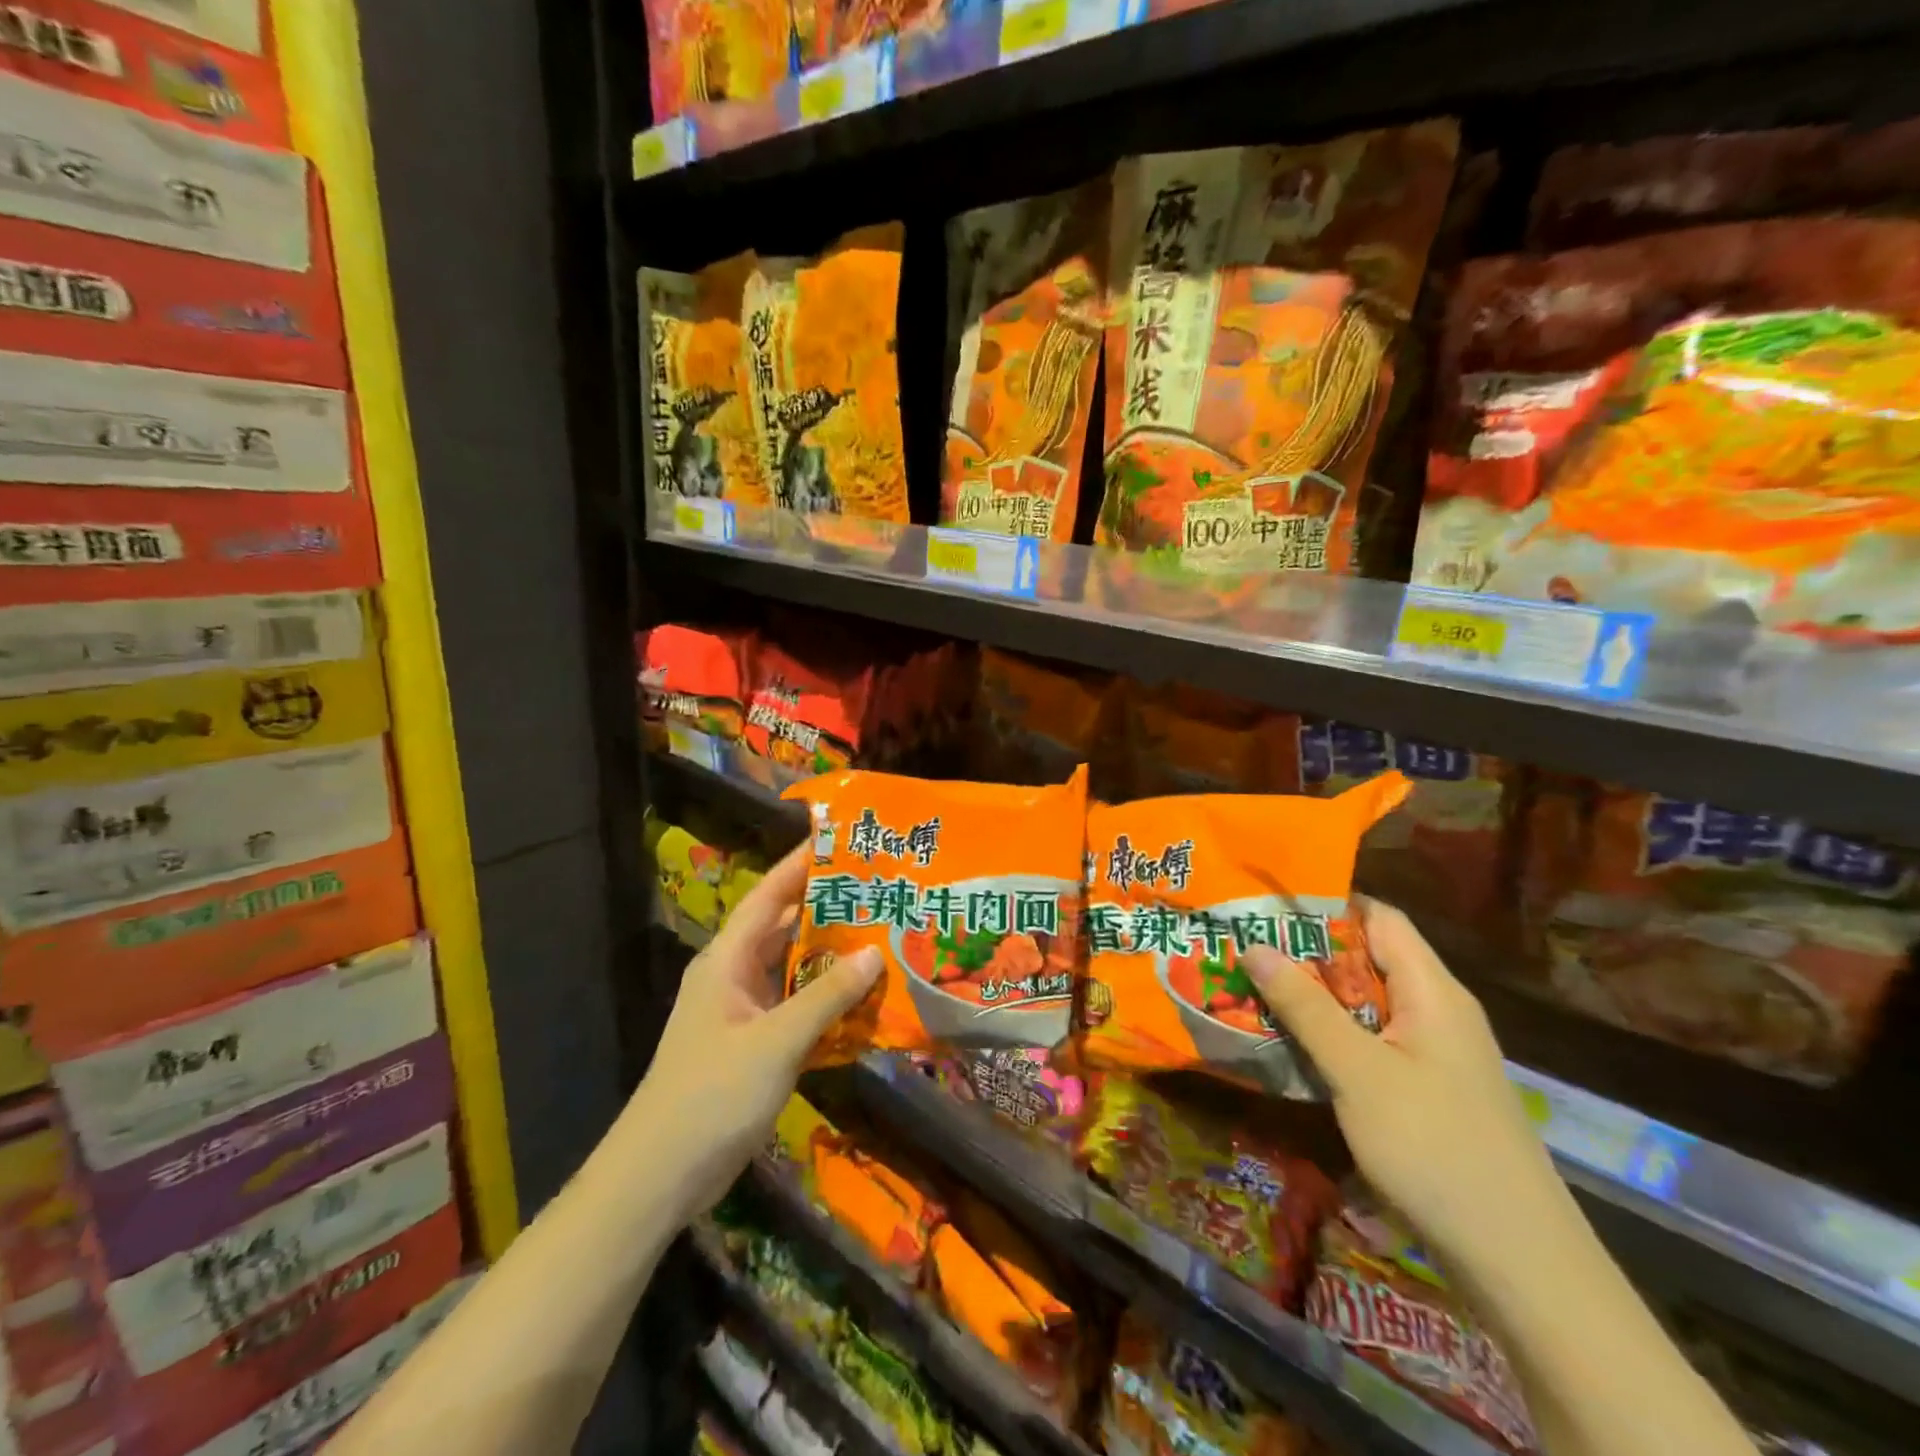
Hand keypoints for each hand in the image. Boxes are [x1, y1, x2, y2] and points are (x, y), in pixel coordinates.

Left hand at [627, 844, 880, 1220]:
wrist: (658, 1178)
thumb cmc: (711, 1096)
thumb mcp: (776, 1042)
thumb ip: (826, 996)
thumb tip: (875, 952)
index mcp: (728, 960)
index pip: (768, 895)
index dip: (800, 865)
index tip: (840, 839)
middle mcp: (734, 976)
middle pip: (785, 929)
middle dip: (828, 908)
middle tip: (879, 888)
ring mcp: (743, 1012)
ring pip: (794, 970)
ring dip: (832, 957)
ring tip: (883, 935)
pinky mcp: (754, 1045)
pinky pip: (797, 1007)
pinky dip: (827, 1000)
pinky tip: (866, 999)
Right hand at [1244, 898, 1566, 1272]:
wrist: (1519, 1263)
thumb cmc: (1435, 1148)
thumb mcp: (1358, 1072)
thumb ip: (1305, 1006)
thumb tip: (1254, 945)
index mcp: (1432, 991)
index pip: (1378, 917)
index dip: (1325, 902)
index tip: (1266, 900)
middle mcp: (1437, 1010)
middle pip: (1367, 958)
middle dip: (1305, 951)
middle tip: (1242, 943)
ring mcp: (1434, 1052)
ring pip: (1365, 1002)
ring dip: (1313, 995)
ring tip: (1251, 985)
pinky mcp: (1427, 1088)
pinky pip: (1371, 1040)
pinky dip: (1330, 1032)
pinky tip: (1289, 1042)